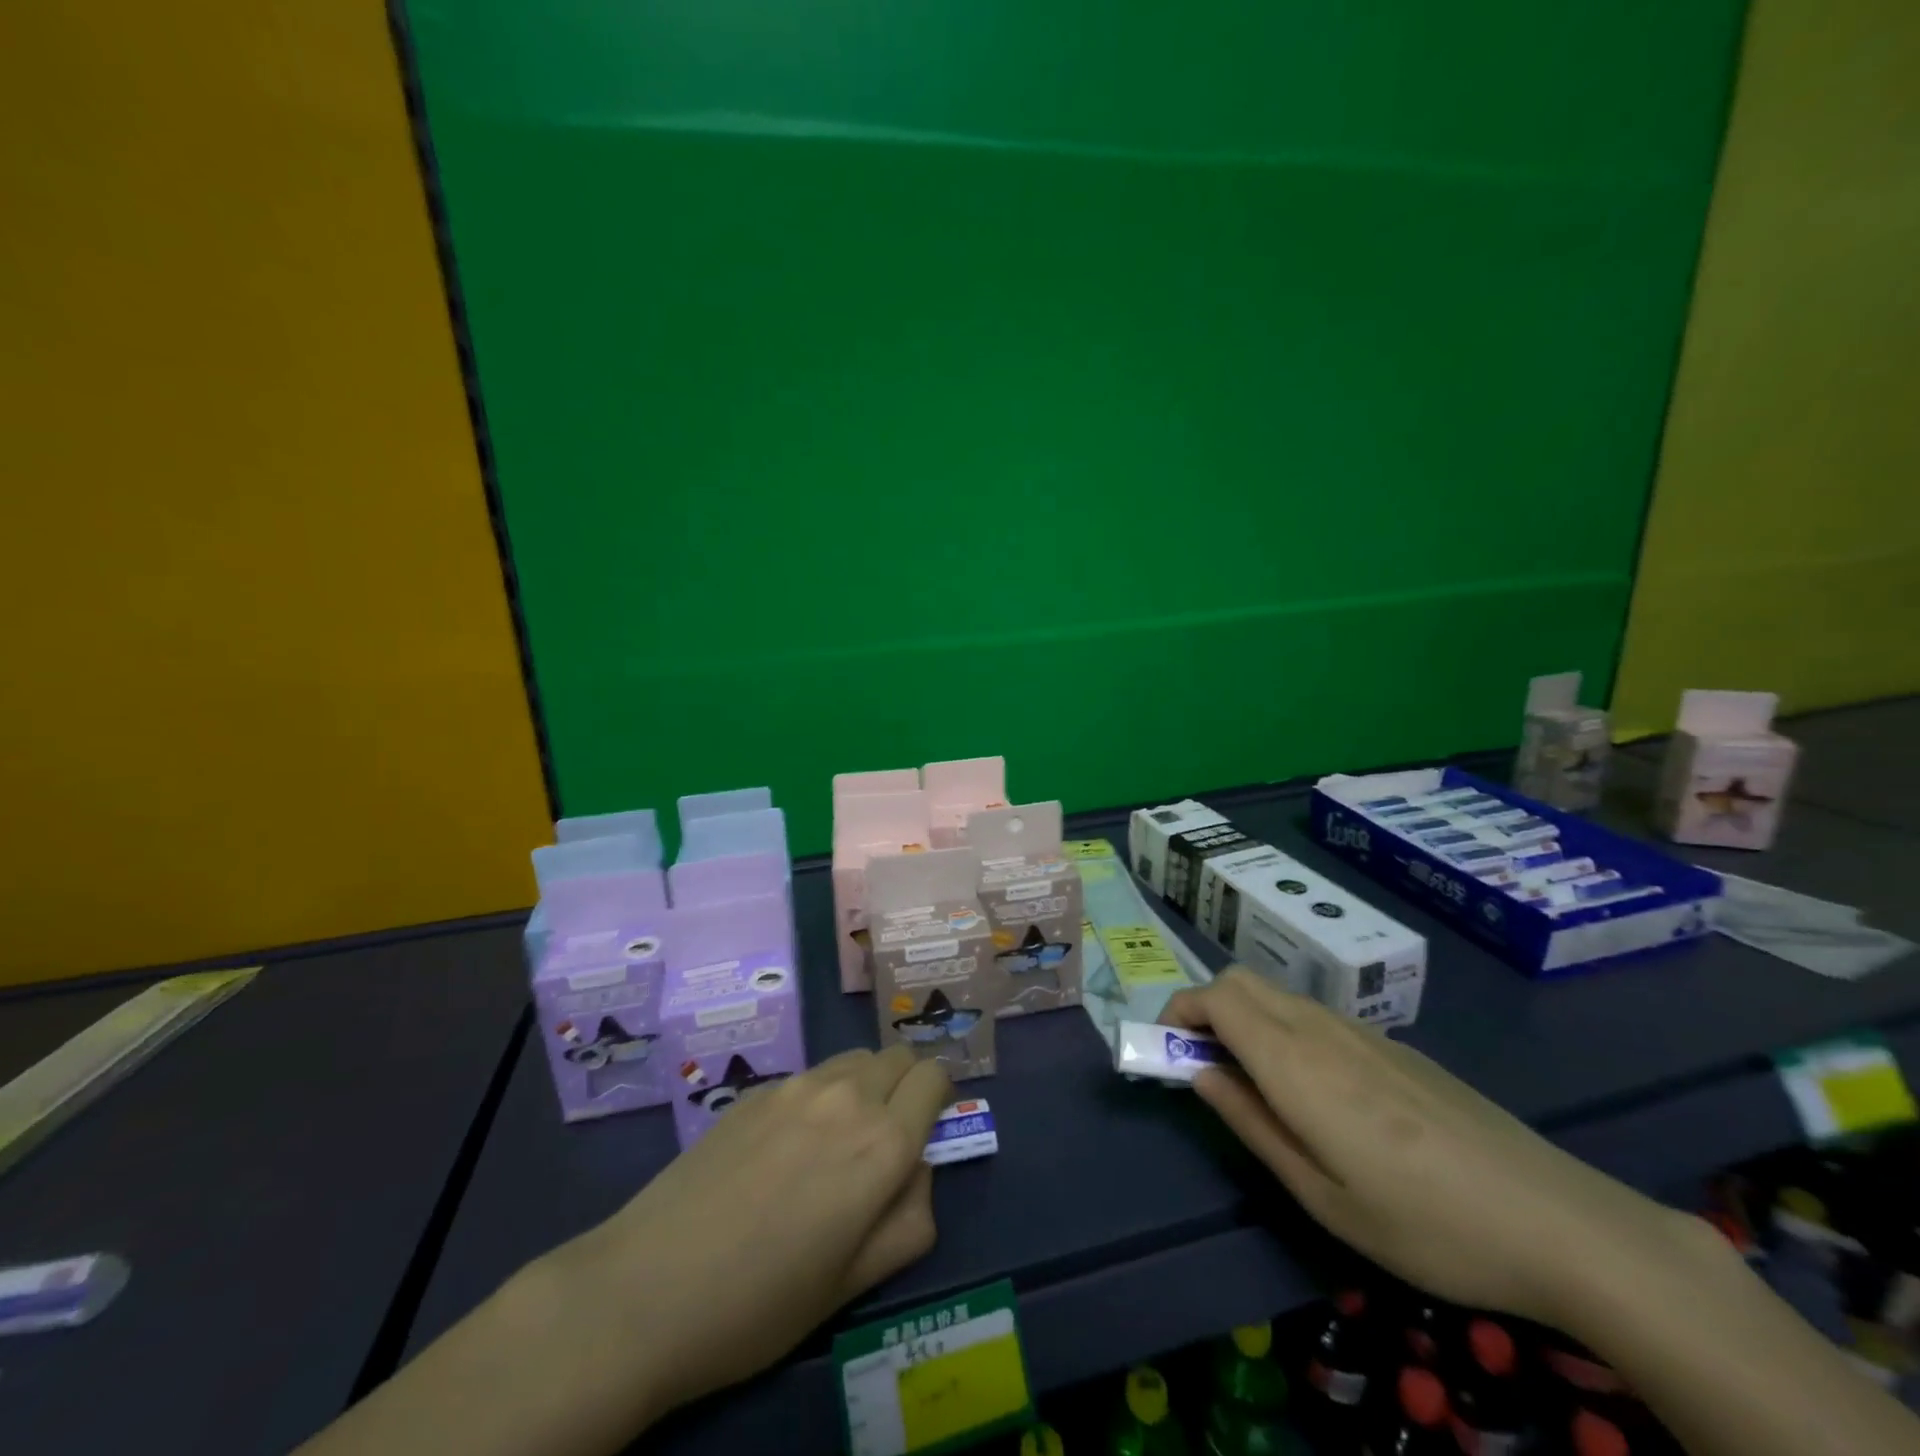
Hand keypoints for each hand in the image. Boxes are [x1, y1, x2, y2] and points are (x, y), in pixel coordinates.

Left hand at [544, 1044, 950, 1421]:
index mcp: (883, 1144)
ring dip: (866, 1084)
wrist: (646, 1289)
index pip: (935, 1078)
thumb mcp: (854, 1284)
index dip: (940, 1100)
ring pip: (856, 1059)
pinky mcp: (758, 1089)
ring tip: (836, 1141)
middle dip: (906, 1087)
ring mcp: (797, 1086)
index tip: (927, 1132)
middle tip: (884, 1139)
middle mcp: (847, 1097)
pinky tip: (785, 1146)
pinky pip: (813, 1074)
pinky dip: (823, 1094)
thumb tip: (917, 1170)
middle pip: (899, 1057)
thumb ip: (910, 1218)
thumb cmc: (760, 1304)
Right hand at [1162, 968, 1689, 1326]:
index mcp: (1294, 1061)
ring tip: (1255, 1085)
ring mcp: (1362, 1032)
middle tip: (1204, 1066)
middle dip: (1206, 1008)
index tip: (1168, 1052)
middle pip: (1241, 981)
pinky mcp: (1393, 1046)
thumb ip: (1251, 1123)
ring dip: (1245, 1019)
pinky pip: (1316, 1016)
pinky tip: (1319, 1095)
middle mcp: (1320, 1029)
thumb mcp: (1322, 1195)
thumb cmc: (1424, 1222)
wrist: (1556, 1220)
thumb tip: (1198, 1074)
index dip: (1179, 1011)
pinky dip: (1285, 1030)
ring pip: (1278, 996)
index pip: (1215, 996)